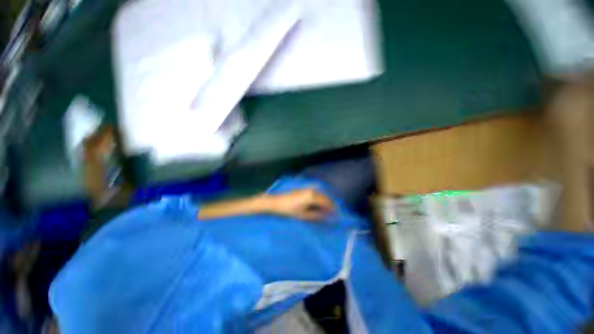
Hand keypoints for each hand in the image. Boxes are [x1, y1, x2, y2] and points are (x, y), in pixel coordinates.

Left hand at [269, 188, 333, 220]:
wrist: (277, 202)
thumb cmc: (290, 210)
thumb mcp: (304, 215)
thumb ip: (316, 215)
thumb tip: (326, 216)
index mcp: (312, 196)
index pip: (326, 202)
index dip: (331, 209)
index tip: (336, 215)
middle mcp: (312, 190)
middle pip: (324, 197)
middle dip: (329, 204)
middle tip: (332, 213)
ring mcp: (307, 189)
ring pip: (320, 195)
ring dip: (324, 201)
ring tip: (326, 210)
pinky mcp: (304, 189)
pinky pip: (316, 193)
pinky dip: (319, 198)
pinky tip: (319, 204)